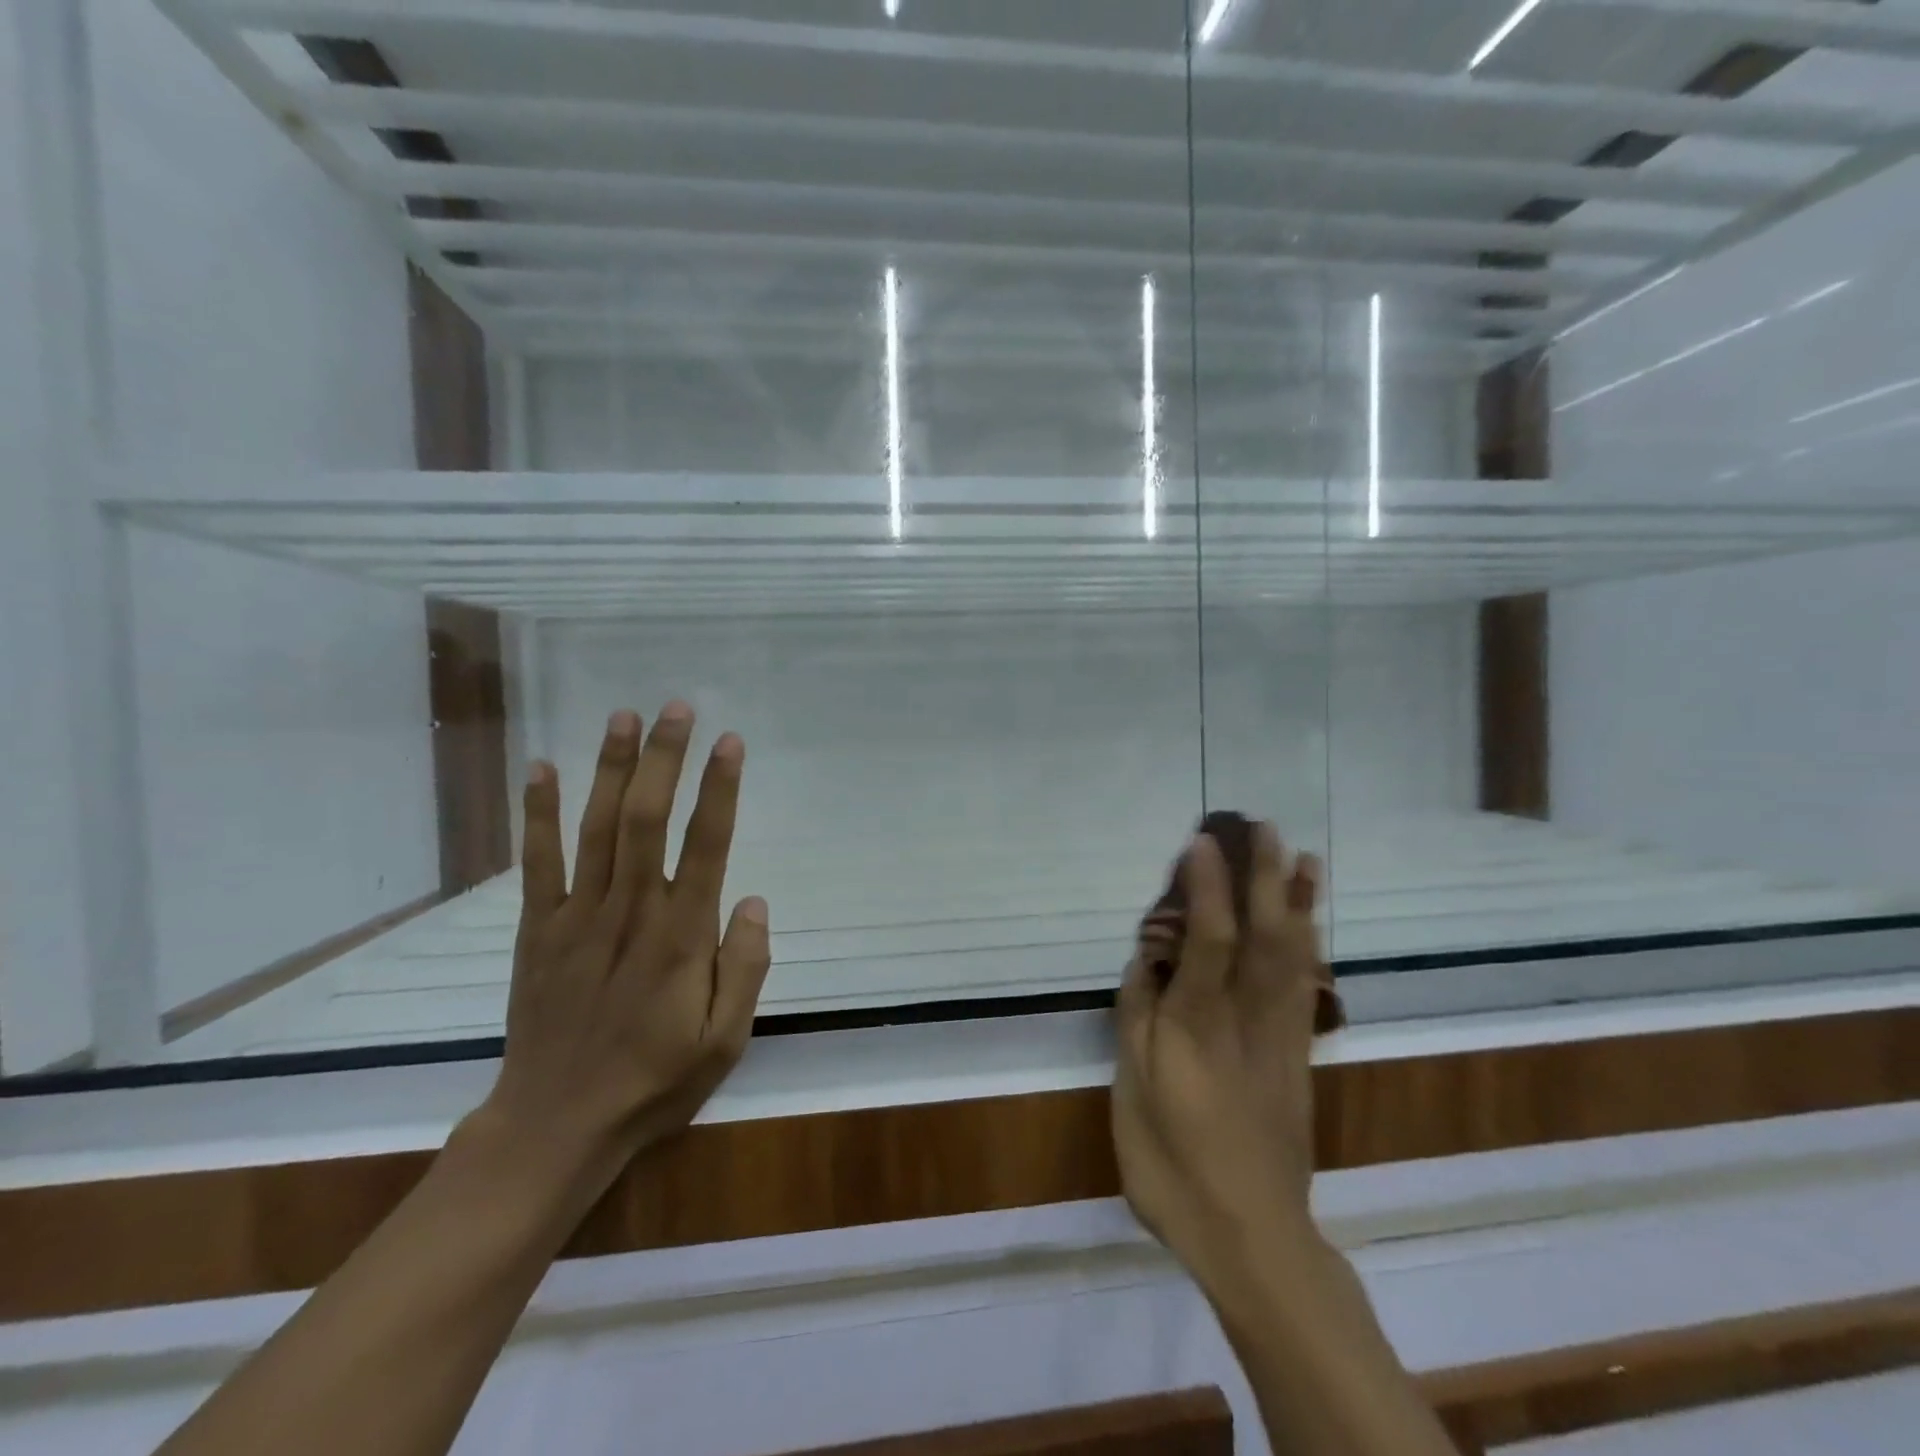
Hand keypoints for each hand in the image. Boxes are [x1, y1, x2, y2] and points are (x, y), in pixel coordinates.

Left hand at [481, 703, 771, 1199]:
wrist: (556, 1124)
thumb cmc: (654, 1081)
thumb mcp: (725, 1040)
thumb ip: (745, 967)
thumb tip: (752, 900)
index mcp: (680, 937)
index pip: (705, 846)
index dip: (718, 790)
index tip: (730, 743)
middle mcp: (629, 913)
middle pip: (645, 819)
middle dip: (664, 758)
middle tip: (678, 708)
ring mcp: (576, 917)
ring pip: (595, 828)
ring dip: (610, 768)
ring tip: (623, 716)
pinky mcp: (537, 930)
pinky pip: (537, 863)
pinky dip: (539, 813)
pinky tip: (543, 768)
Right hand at [1112, 824, 1324, 1288]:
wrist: (1253, 1237)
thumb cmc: (1174, 1166)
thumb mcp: (1133, 1094)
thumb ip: (1137, 1019)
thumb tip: (1145, 961)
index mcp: (1197, 1025)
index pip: (1207, 939)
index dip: (1206, 887)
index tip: (1201, 842)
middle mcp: (1245, 1018)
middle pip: (1262, 935)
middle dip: (1263, 877)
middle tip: (1262, 827)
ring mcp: (1280, 1036)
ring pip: (1295, 955)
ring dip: (1298, 901)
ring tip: (1302, 857)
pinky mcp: (1298, 1056)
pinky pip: (1307, 986)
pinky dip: (1311, 945)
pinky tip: (1310, 924)